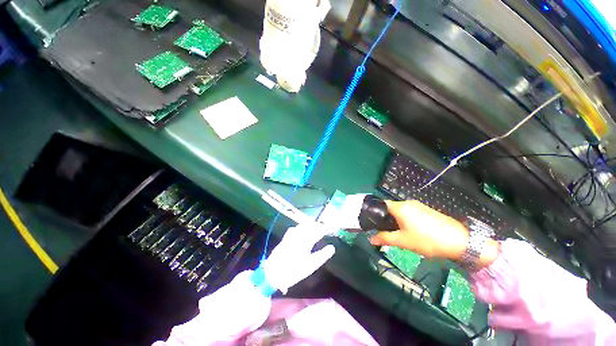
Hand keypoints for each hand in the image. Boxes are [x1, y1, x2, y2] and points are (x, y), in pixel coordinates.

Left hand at [263, 222, 335, 292]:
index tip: (330, 228)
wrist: (274, 272)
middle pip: (310, 226)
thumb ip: (322, 255)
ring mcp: (291, 235)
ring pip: (302, 226)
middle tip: (323, 228)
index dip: (325, 228)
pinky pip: (294, 228)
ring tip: (314, 228)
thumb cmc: (295, 270)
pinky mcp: (285, 238)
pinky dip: (300, 227)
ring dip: (309, 225)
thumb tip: (332, 247)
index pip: (318, 231)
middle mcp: (299, 235)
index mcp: (306, 240)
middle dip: (317, 225)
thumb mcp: (311, 265)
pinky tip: (300, 230)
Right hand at [370, 200, 469, 259]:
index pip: (381, 204)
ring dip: (396, 221)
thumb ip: (385, 238)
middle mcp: (408, 203)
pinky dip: (405, 220)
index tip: (372, 223)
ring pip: (400, 211)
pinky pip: (410, 213)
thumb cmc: (427, 240)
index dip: (374, 213)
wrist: (460, 241)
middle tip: (385, 232)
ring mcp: (418, 206)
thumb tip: (370, 239)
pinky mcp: (426, 210)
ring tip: (398, 234)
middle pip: (390, 208)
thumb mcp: (403, 241)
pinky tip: (411, 232)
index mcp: (400, 207)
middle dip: (386, 219)